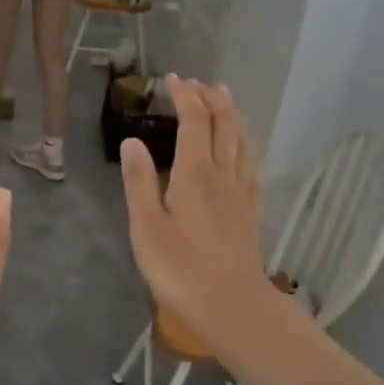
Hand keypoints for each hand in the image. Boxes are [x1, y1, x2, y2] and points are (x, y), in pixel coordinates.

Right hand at [119, 77, 273, 348]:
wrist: (232, 306)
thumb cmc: (181, 269)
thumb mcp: (147, 227)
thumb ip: (140, 182)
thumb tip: (132, 140)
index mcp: (196, 173)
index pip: (195, 120)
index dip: (185, 95)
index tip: (173, 79)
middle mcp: (223, 174)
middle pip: (225, 124)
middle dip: (212, 98)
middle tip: (198, 83)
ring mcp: (241, 193)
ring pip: (242, 141)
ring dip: (232, 115)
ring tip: (224, 99)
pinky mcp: (251, 212)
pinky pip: (251, 166)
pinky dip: (245, 146)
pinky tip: (243, 151)